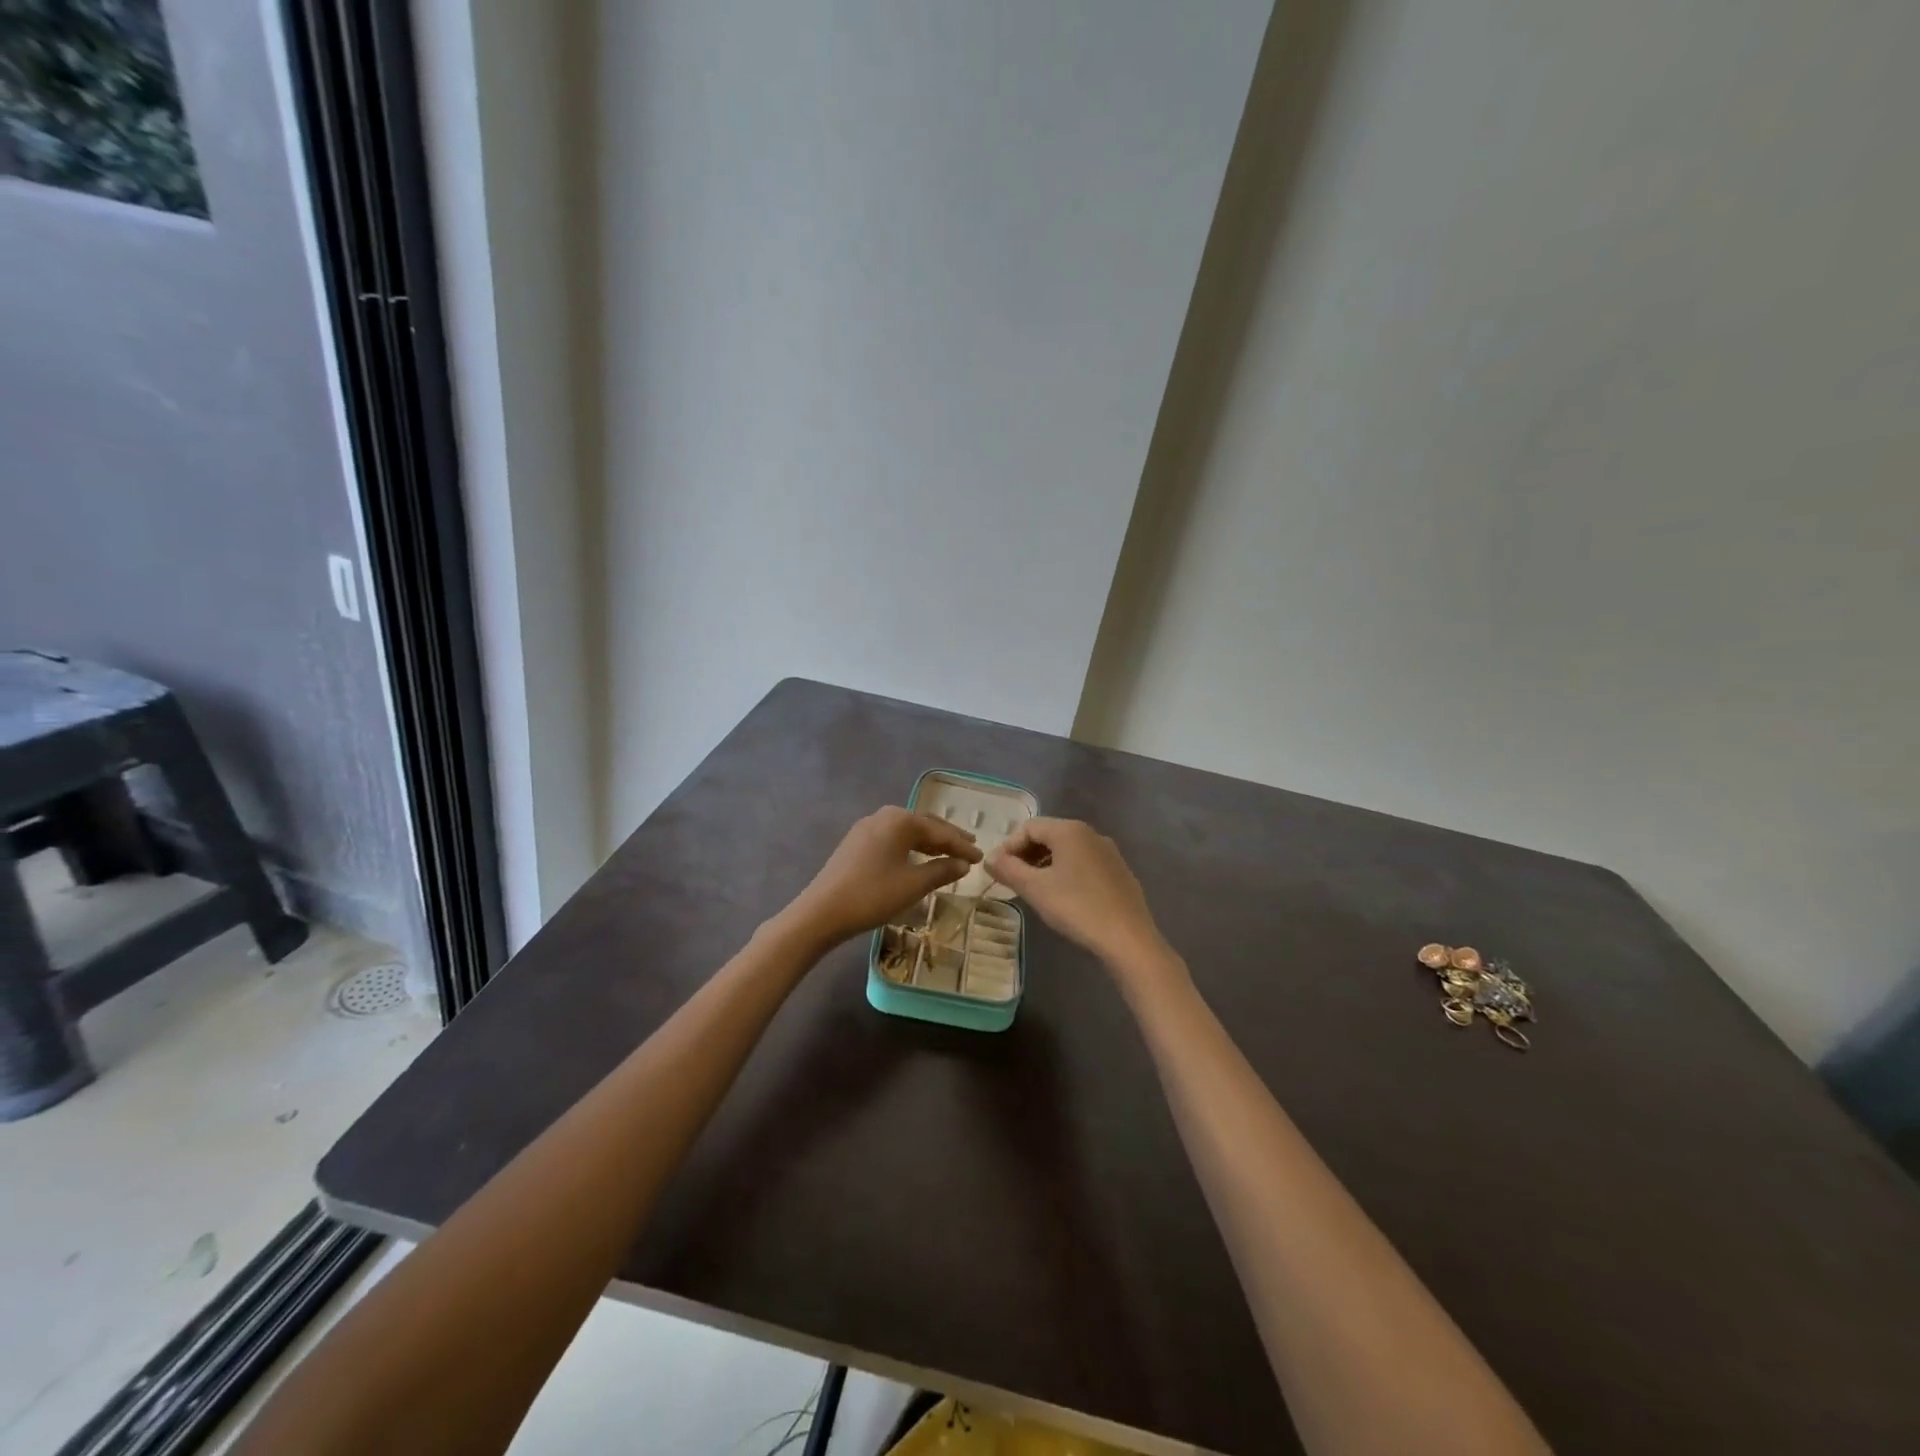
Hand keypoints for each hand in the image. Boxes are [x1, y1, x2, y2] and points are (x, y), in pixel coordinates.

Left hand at [783, 806, 982, 949]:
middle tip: (969, 847)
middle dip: (947, 838)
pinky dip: (910, 848)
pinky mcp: (855, 843)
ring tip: (948, 853)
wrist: (821, 912)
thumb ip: (941, 871)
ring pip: (906, 832)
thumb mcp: (913, 885)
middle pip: (923, 825)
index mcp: (900, 820)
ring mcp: (866, 828)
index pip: (940, 831)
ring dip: (928, 843)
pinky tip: (917, 859)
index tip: (981, 857)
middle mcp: (883, 816)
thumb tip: (963, 864)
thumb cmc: (872, 895)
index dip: (962, 845)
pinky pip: (892, 840)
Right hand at [986, 817, 1170, 974]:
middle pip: (1048, 835)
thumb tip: (989, 859)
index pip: (1028, 827)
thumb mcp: (1035, 889)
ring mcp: (1108, 852)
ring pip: (1067, 850)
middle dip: (1026, 855)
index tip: (997, 871)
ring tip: (1034, 890)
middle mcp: (1090, 833)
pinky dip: (1066, 873)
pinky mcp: (1119, 871)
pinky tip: (1063, 897)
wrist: (1128, 938)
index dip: (1008, 846)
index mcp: (1069, 830)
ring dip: (1044, 864)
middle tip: (1012, 880)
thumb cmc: (1076, 908)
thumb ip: (1008, 869)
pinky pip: (1084, 863)